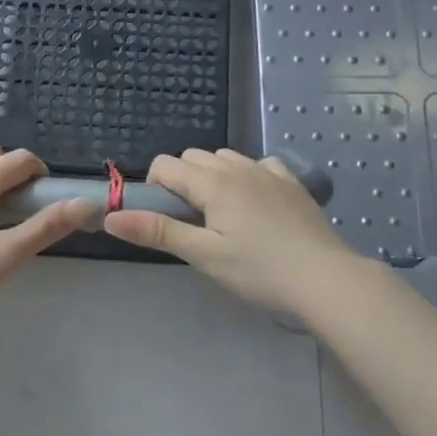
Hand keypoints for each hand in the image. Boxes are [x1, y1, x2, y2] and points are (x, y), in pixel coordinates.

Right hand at [104, 148, 364, 317]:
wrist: (325, 279)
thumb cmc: (259, 271)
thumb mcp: (204, 255)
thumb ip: (158, 232)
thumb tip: (111, 216)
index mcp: (213, 183)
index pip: (166, 165)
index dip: (155, 187)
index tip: (164, 219)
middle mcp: (238, 167)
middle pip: (193, 157)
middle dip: (181, 180)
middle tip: (190, 221)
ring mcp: (268, 171)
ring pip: (224, 157)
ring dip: (211, 175)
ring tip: (220, 215)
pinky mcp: (291, 182)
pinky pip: (258, 164)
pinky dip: (245, 175)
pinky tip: (253, 203)